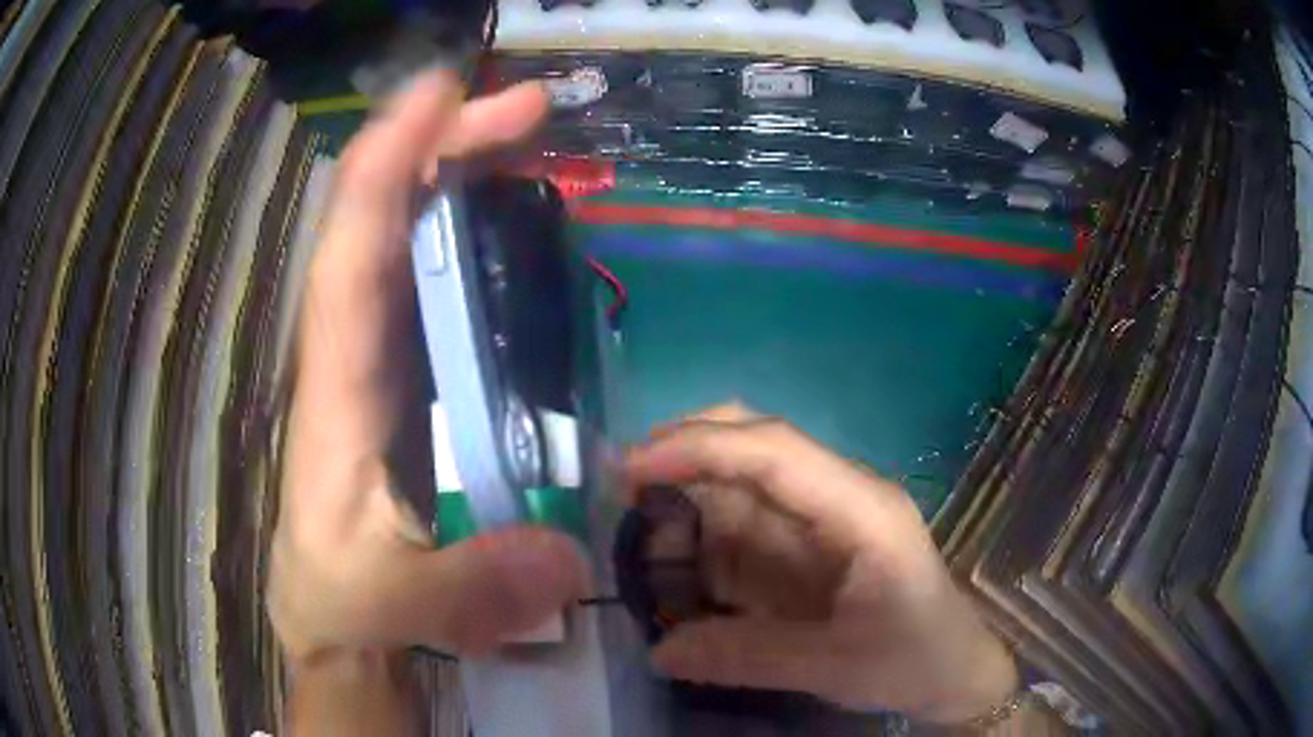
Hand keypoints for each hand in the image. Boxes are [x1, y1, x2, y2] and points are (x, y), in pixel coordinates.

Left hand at [267, 70, 585, 679]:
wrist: (345, 633)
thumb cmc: (349, 610)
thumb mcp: (394, 607)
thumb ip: (467, 589)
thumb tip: (565, 552)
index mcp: (334, 394)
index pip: (350, 256)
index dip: (386, 166)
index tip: (439, 92)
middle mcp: (352, 359)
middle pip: (385, 225)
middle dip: (446, 150)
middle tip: (526, 106)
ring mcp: (383, 369)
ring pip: (411, 246)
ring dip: (461, 179)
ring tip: (526, 138)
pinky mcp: (411, 388)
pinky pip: (436, 292)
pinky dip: (471, 239)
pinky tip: (515, 223)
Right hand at [624, 405, 1017, 723]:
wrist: (955, 670)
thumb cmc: (914, 659)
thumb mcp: (835, 668)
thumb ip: (746, 658)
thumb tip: (660, 652)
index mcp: (861, 510)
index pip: (775, 453)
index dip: (699, 448)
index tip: (631, 467)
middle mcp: (838, 498)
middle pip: (756, 445)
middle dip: (685, 453)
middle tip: (621, 486)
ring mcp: (822, 520)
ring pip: (741, 486)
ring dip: (686, 503)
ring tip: (634, 538)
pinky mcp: (807, 547)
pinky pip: (744, 529)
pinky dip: (701, 542)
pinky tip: (673, 567)